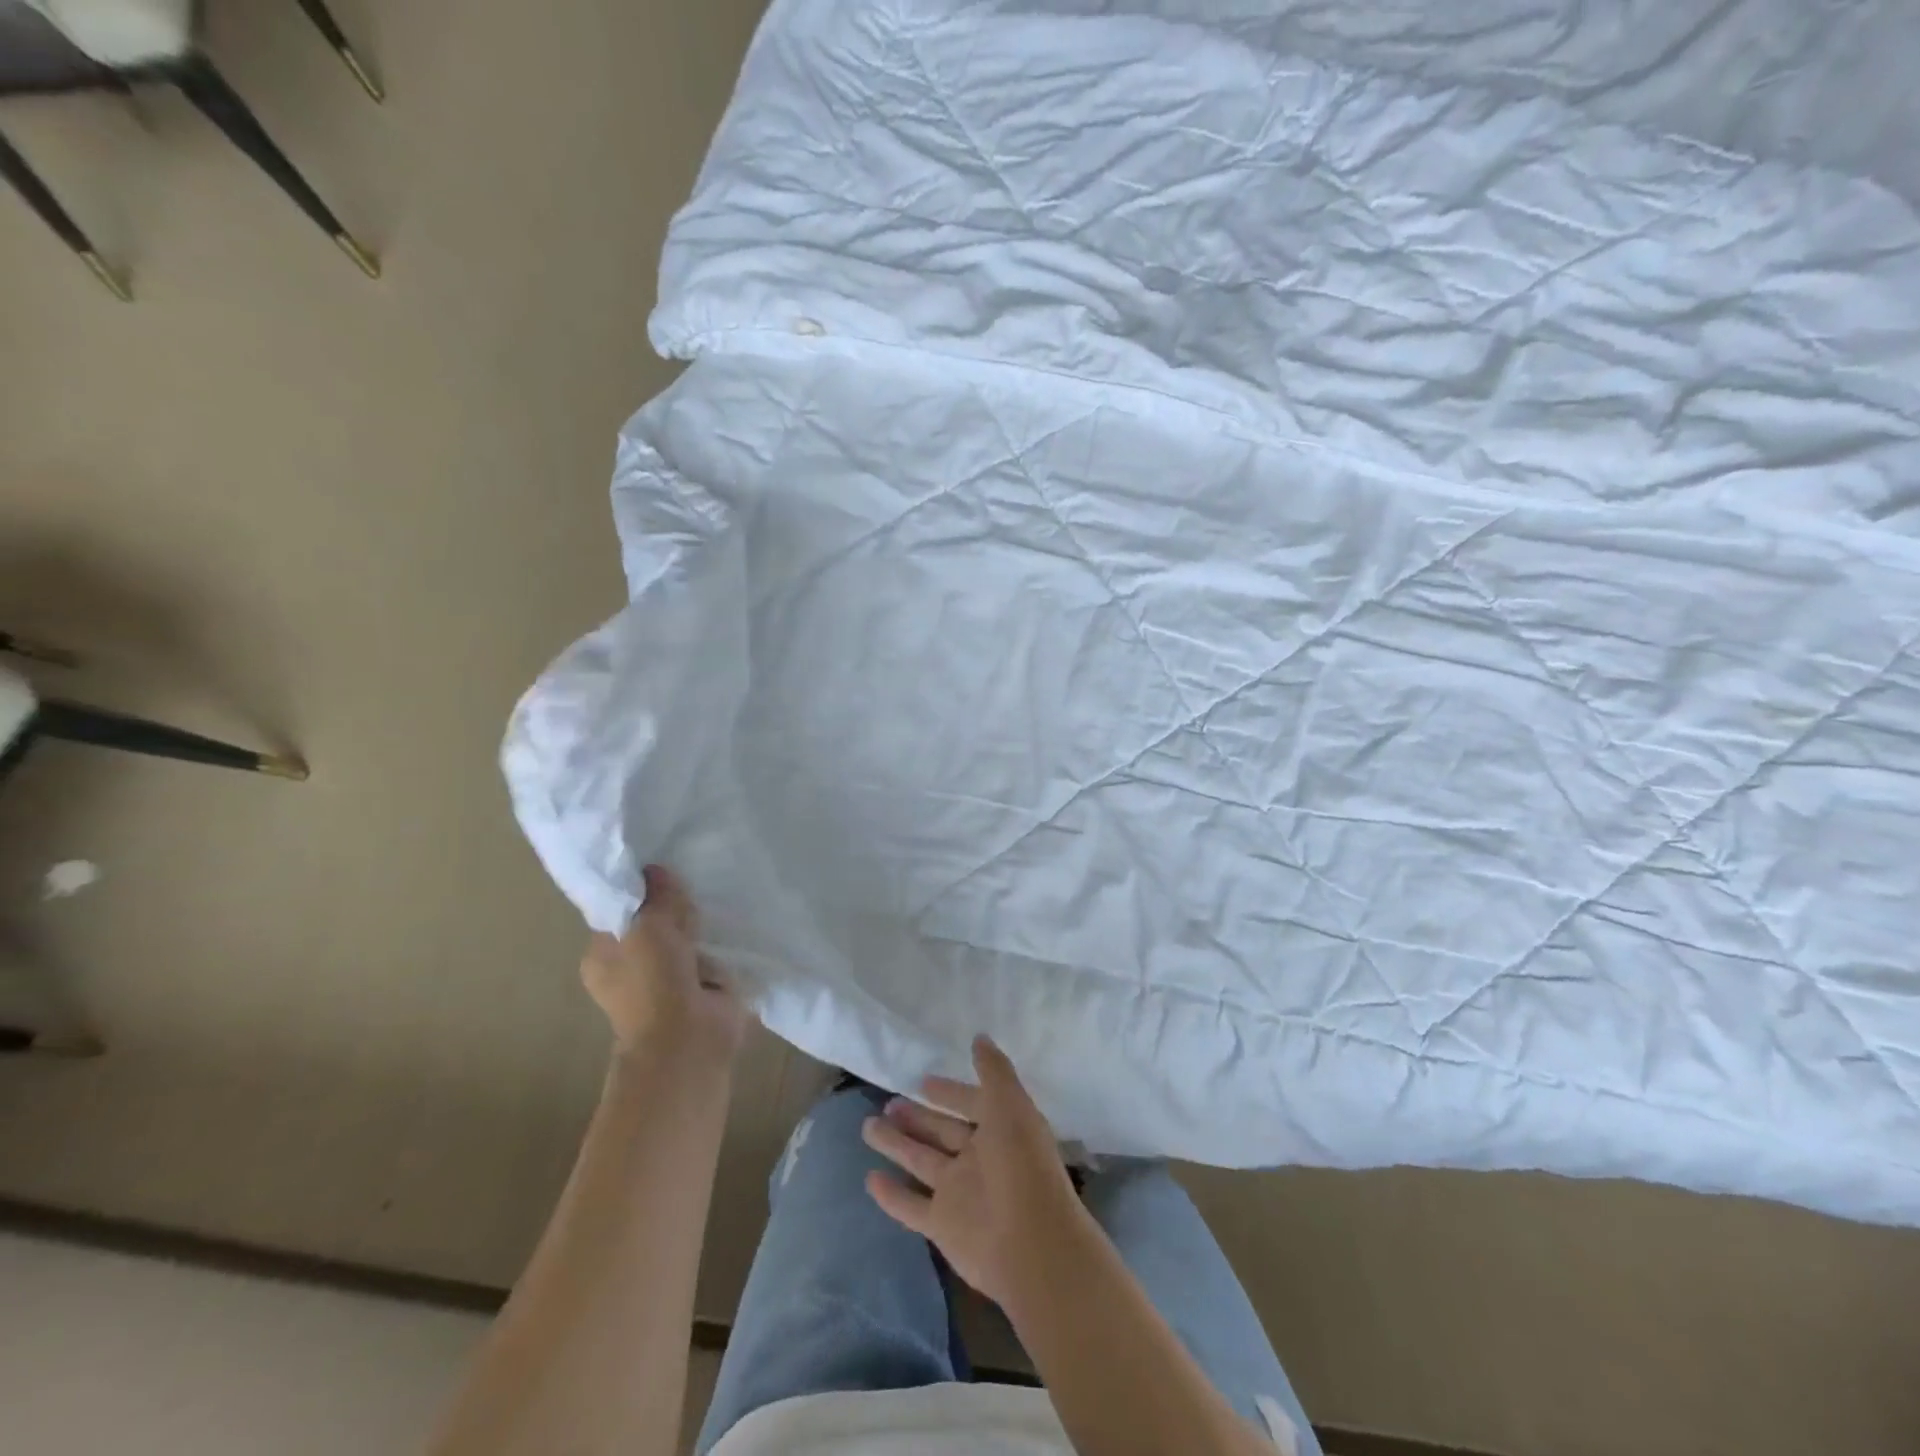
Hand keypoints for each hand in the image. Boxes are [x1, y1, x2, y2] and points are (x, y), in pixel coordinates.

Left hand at [580, 864, 745, 1062]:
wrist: (687, 1038)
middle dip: (673, 908)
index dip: (639, 892)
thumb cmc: (654, 981)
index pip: (619, 913)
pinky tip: (730, 925)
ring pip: (684, 939)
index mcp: (603, 957)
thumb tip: (656, 869)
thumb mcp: (649, 926)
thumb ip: (656, 896)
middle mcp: (631, 969)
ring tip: (714, 901)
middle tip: (691, 888)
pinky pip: (710, 955)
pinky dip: (719, 946)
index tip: (661, 872)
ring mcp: (667, 981)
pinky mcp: (701, 989)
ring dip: (699, 926)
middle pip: (654, 923)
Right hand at [862, 1035, 1086, 1308]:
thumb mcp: (1010, 1105)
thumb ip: (993, 1071)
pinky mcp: (942, 1225)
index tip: (923, 1080)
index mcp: (1000, 1130)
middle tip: (888, 1101)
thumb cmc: (1021, 1165)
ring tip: (868, 1125)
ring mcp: (958, 1192)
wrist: (1030, 1244)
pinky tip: (869, 1179)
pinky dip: (891, 1194)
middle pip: (941, 1132)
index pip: (970, 1104)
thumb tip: (979, 1037)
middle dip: (917, 1117)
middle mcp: (978, 1159)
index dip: (949, 1092)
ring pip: (920, 1161)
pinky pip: (911, 1205)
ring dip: (897, 1144)